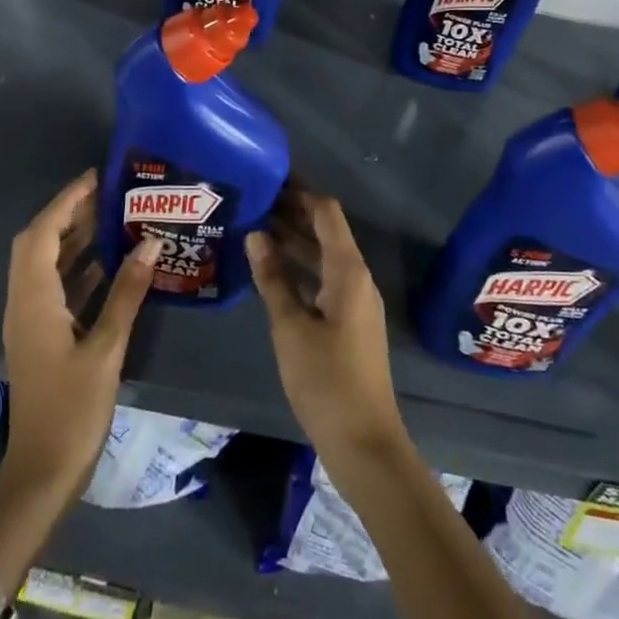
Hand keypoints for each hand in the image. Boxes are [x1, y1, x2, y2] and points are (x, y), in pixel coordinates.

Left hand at [0, 170, 160, 505]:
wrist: (41, 474)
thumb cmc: (72, 410)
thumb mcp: (106, 349)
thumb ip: (127, 292)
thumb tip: (151, 242)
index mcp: (34, 299)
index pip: (44, 233)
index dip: (67, 200)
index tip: (97, 177)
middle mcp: (25, 302)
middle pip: (39, 243)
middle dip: (69, 213)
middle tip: (108, 195)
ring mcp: (30, 320)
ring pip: (46, 264)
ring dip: (72, 238)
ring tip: (112, 217)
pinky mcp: (40, 336)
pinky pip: (55, 286)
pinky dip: (77, 266)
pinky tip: (108, 262)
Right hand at [247, 187, 406, 462]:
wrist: (364, 443)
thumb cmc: (326, 380)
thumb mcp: (290, 327)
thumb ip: (272, 278)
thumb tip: (255, 233)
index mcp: (348, 270)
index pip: (326, 212)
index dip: (300, 190)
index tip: (270, 175)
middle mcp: (356, 277)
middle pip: (326, 230)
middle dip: (293, 212)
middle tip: (254, 198)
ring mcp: (355, 300)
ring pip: (323, 255)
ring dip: (294, 240)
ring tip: (254, 225)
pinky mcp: (349, 321)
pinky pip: (323, 278)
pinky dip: (300, 267)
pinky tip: (271, 269)